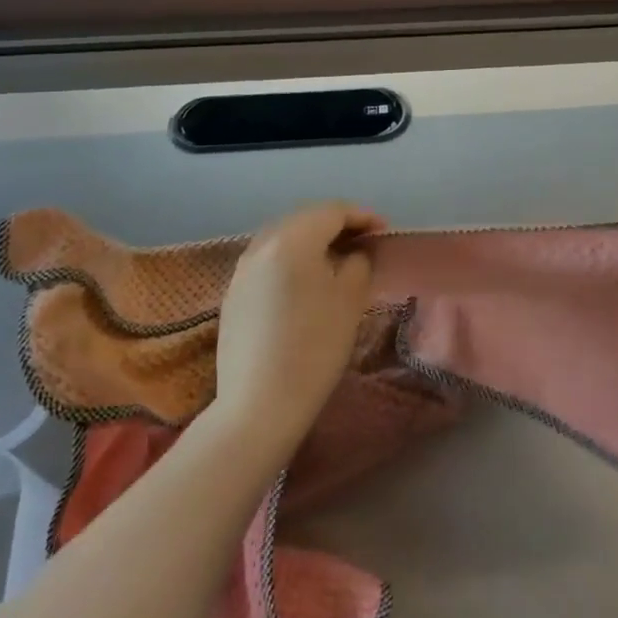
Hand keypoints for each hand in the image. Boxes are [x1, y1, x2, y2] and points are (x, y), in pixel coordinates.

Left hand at [212, 202, 385, 452]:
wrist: (258, 405)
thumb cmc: (314, 348)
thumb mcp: (350, 300)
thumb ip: (358, 263)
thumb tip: (354, 253)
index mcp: (293, 240)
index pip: (332, 211)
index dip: (362, 216)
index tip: (384, 230)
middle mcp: (262, 245)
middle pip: (305, 218)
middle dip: (336, 223)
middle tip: (363, 239)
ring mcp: (242, 269)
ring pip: (283, 237)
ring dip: (312, 238)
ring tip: (337, 256)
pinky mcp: (233, 293)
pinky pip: (268, 259)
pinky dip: (291, 257)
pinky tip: (305, 279)